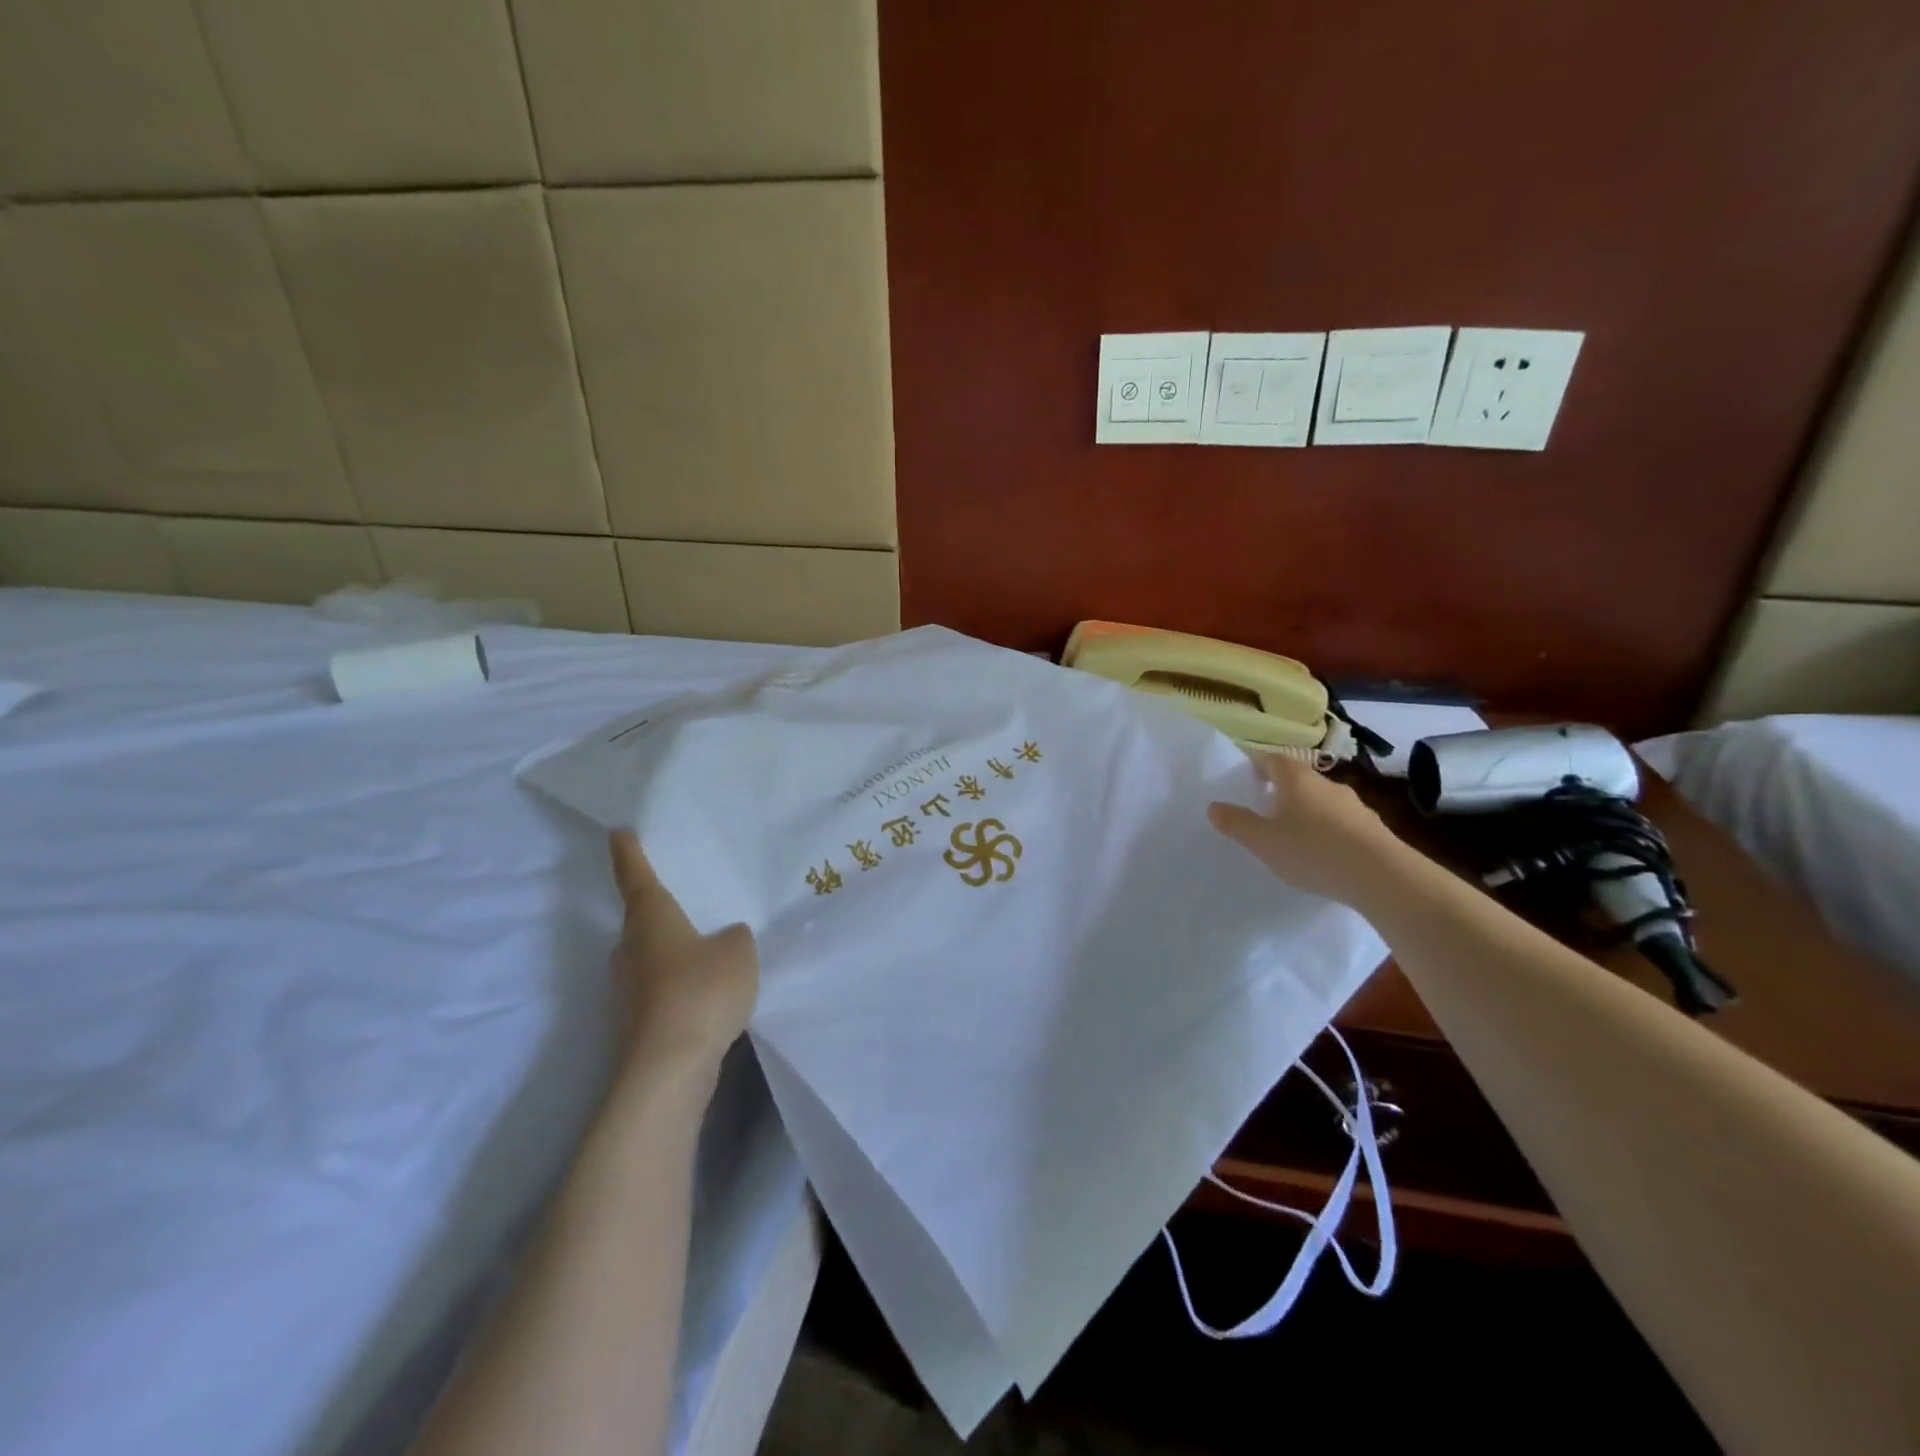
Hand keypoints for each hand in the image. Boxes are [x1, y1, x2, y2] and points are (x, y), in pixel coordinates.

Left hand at [608, 830, 758, 1070]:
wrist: (669, 1068)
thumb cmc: (702, 990)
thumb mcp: (739, 952)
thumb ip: (735, 937)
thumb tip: (725, 939)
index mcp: (651, 918)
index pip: (636, 876)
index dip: (629, 853)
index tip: (619, 833)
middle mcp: (630, 948)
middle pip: (640, 920)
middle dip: (659, 910)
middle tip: (686, 898)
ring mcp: (628, 988)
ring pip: (650, 956)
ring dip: (672, 950)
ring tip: (708, 947)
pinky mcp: (636, 1020)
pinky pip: (660, 988)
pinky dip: (678, 983)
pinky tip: (707, 992)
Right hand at [1207, 754, 1406, 908]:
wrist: (1382, 876)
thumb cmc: (1312, 851)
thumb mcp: (1263, 841)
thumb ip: (1237, 823)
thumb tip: (1214, 806)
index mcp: (1296, 779)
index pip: (1273, 759)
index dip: (1258, 764)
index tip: (1248, 776)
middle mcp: (1326, 784)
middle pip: (1299, 778)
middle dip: (1282, 789)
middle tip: (1266, 808)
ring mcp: (1354, 804)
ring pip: (1322, 800)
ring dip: (1307, 810)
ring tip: (1294, 834)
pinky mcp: (1373, 827)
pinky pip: (1342, 821)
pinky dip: (1329, 829)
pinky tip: (1324, 853)